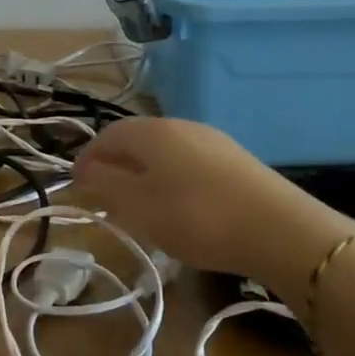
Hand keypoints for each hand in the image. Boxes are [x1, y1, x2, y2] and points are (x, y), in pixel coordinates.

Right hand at [72, 117, 354, 281]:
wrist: (278, 230)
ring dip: (144, 172)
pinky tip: (180, 206)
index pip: (107, 135)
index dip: (88, 157)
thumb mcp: (137, 206)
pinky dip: (172, 179)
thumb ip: (104, 184)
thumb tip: (84, 169)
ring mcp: (213, 140)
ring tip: (140, 203)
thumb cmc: (194, 216)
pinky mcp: (237, 160)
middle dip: (116, 164)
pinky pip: (190, 163)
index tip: (76, 183)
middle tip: (104, 194)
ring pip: (165, 152)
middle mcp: (182, 125)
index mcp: (152, 131)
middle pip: (137, 140)